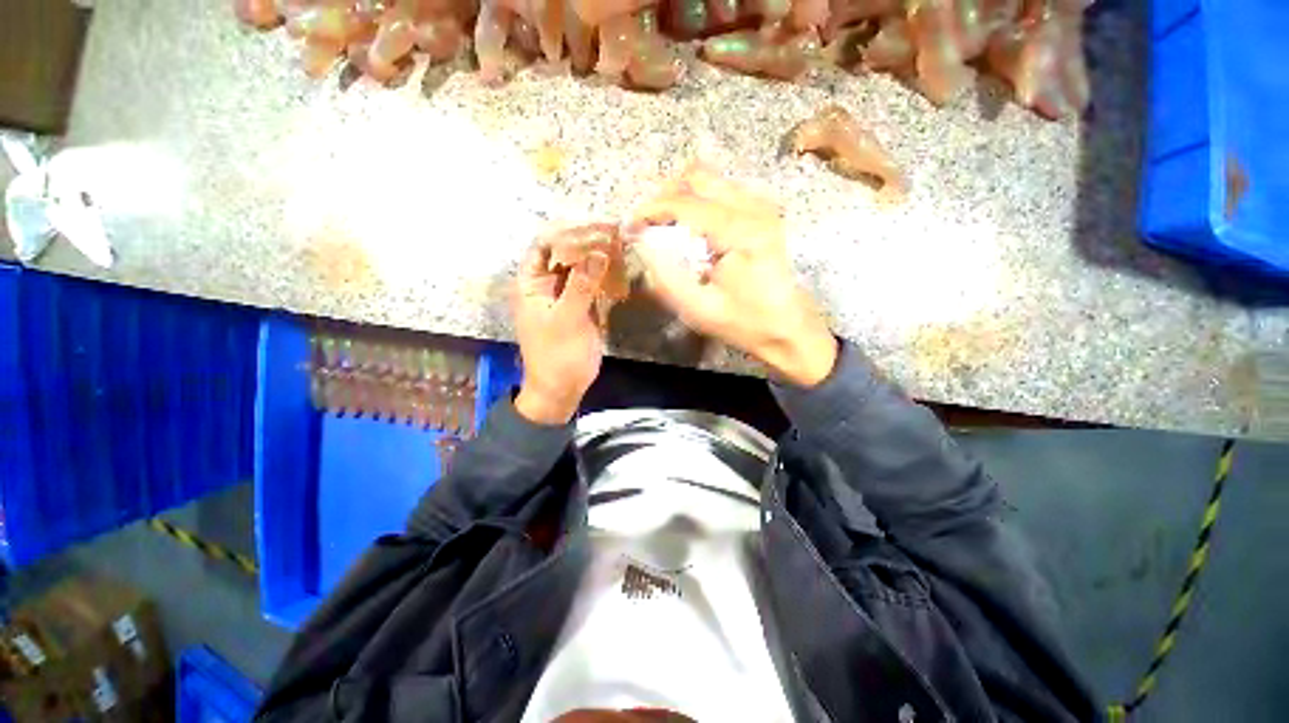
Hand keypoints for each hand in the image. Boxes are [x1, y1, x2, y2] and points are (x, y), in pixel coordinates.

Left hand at [512, 233, 609, 423]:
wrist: (563, 387)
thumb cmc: (556, 355)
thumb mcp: (566, 319)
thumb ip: (581, 285)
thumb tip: (598, 252)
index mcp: (531, 284)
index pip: (543, 247)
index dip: (565, 233)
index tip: (592, 225)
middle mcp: (546, 285)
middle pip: (564, 254)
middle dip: (585, 242)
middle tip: (612, 230)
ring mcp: (565, 295)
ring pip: (580, 268)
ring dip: (597, 256)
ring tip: (619, 241)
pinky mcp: (581, 307)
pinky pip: (591, 284)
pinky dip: (603, 275)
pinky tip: (619, 265)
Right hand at [628, 166, 837, 386]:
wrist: (788, 328)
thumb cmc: (744, 322)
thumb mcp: (698, 309)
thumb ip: (666, 276)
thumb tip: (643, 242)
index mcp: (740, 231)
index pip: (685, 202)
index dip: (651, 209)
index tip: (631, 226)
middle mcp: (754, 208)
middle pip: (698, 176)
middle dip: (664, 194)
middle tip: (646, 222)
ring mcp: (762, 207)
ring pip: (711, 179)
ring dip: (681, 195)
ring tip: (663, 223)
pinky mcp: (763, 214)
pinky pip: (723, 191)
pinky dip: (698, 200)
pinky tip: (689, 226)